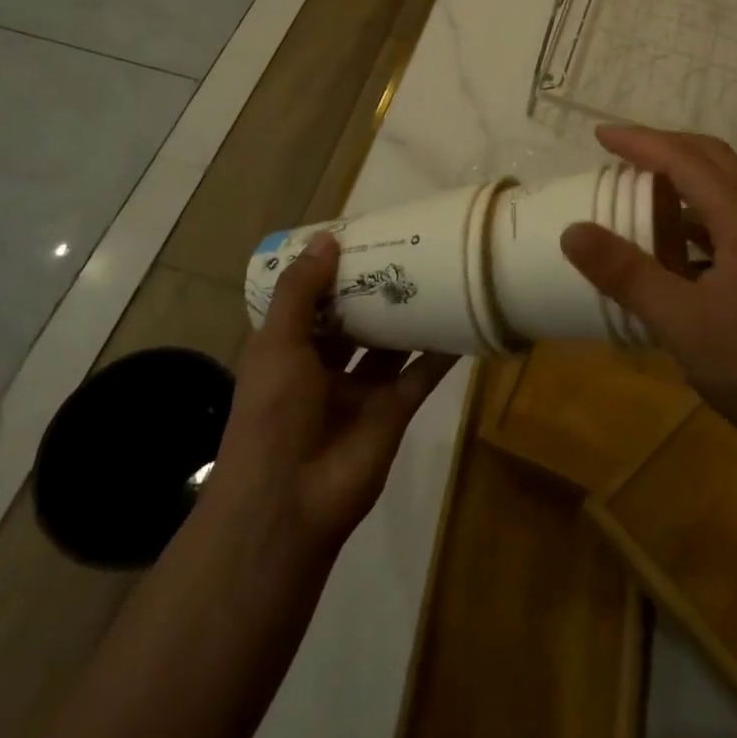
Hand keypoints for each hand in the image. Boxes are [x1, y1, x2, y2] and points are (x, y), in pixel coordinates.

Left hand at [205, 234, 458, 561]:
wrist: (290, 502)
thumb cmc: (272, 413)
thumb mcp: (276, 344)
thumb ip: (301, 292)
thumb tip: (328, 239)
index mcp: (289, 351)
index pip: (312, 301)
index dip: (332, 271)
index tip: (360, 235)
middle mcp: (325, 366)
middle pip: (356, 318)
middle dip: (376, 288)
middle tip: (408, 246)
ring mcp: (362, 390)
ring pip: (391, 343)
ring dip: (409, 313)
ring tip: (438, 270)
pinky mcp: (395, 409)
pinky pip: (422, 373)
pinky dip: (442, 350)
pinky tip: (463, 317)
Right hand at [560, 125, 736, 450]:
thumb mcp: (677, 320)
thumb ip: (626, 273)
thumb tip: (572, 230)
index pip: (687, 161)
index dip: (642, 143)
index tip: (600, 136)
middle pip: (713, 159)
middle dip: (664, 146)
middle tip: (619, 150)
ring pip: (723, 186)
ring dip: (681, 174)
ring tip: (638, 183)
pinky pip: (726, 216)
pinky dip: (692, 209)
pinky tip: (669, 236)